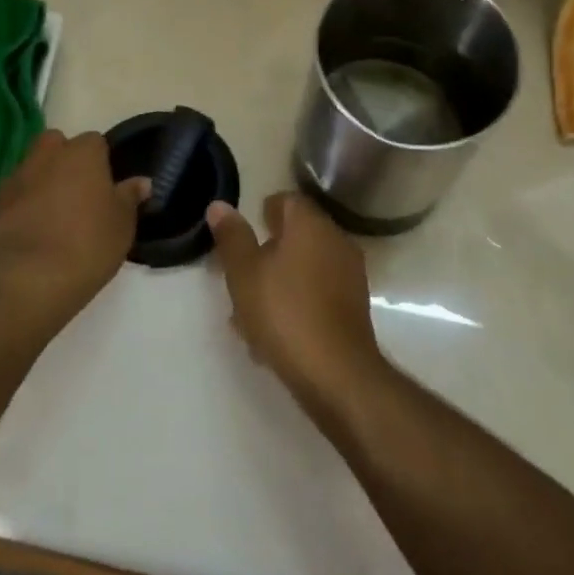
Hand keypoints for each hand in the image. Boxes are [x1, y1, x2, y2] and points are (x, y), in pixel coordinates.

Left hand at [0, 130, 149, 334]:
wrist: (25, 280)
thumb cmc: (86, 245)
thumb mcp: (122, 225)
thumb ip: (129, 198)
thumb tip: (141, 182)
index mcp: (83, 153)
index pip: (95, 142)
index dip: (101, 162)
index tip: (106, 188)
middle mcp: (47, 156)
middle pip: (56, 144)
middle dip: (65, 160)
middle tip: (78, 194)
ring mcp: (16, 178)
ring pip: (32, 168)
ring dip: (42, 182)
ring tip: (55, 216)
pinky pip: (14, 196)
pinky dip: (22, 206)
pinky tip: (33, 232)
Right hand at [207, 191, 386, 414]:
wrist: (337, 374)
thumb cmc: (285, 312)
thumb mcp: (244, 273)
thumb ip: (232, 237)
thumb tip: (220, 205)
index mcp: (311, 224)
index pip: (287, 200)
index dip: (263, 212)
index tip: (243, 234)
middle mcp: (336, 241)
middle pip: (297, 235)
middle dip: (267, 252)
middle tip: (239, 275)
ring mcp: (349, 275)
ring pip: (305, 267)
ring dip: (278, 281)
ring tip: (248, 312)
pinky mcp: (354, 308)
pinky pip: (318, 293)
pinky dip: (296, 302)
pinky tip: (273, 332)